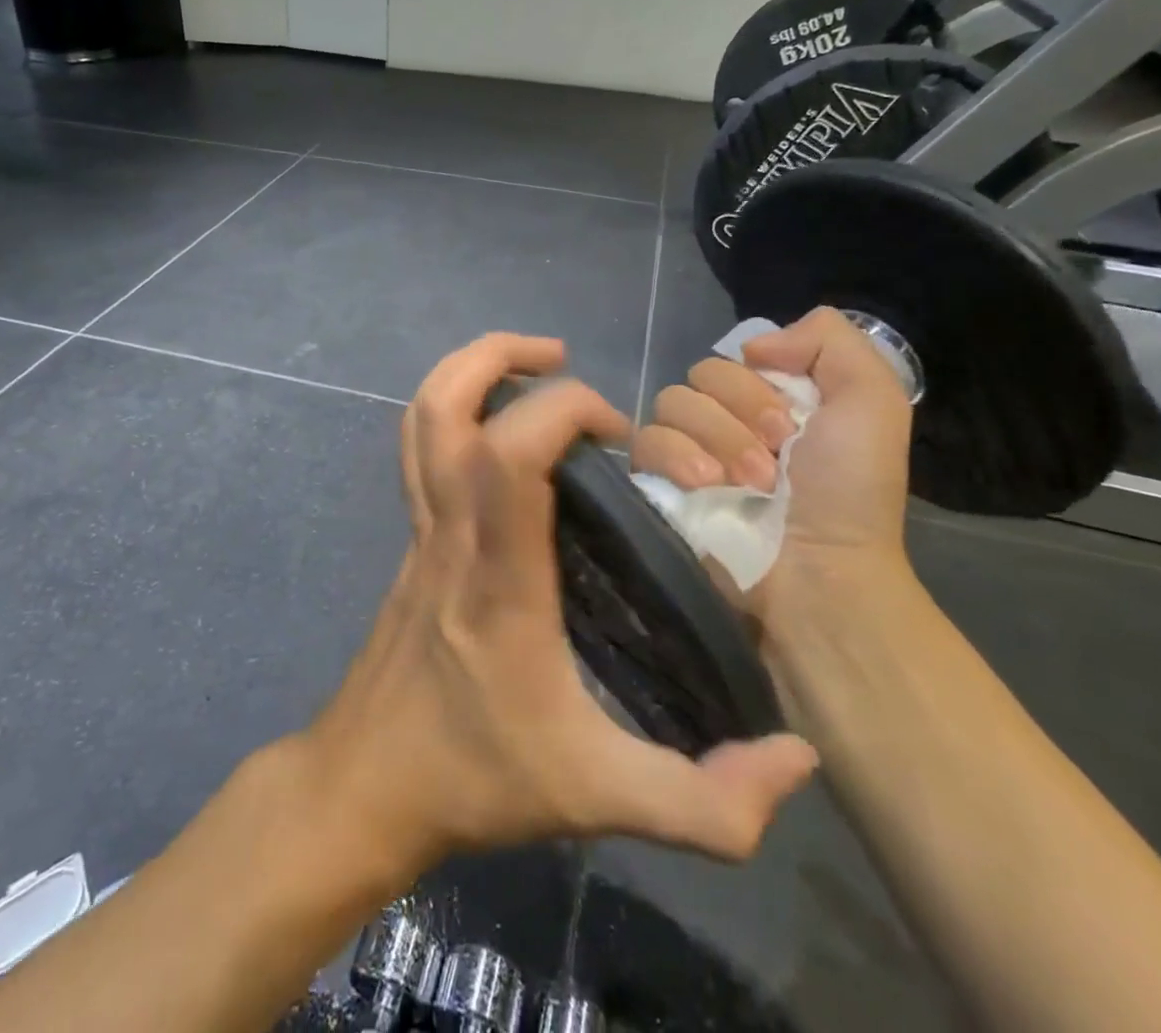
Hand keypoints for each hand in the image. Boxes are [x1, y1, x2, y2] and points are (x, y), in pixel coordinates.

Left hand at [301, 334, 816, 881]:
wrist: (363, 785)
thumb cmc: (475, 781)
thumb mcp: (600, 801)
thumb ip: (707, 803)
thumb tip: (796, 759)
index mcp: (498, 577)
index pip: (507, 455)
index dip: (561, 410)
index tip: (615, 433)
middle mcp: (450, 533)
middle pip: (442, 408)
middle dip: (497, 356)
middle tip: (561, 359)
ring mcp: (420, 530)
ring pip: (420, 419)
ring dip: (469, 371)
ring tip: (533, 372)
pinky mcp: (411, 538)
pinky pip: (422, 450)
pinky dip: (457, 411)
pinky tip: (505, 438)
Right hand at [632, 309, 914, 640]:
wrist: (817, 571)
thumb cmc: (850, 490)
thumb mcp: (872, 401)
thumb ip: (829, 340)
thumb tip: (752, 346)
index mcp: (771, 395)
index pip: (736, 355)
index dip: (760, 384)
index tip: (791, 425)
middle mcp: (726, 416)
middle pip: (701, 374)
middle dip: (739, 415)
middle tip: (774, 461)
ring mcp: (688, 448)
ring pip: (670, 402)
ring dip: (716, 441)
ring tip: (747, 485)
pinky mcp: (658, 479)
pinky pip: (646, 440)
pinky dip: (678, 458)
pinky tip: (707, 487)